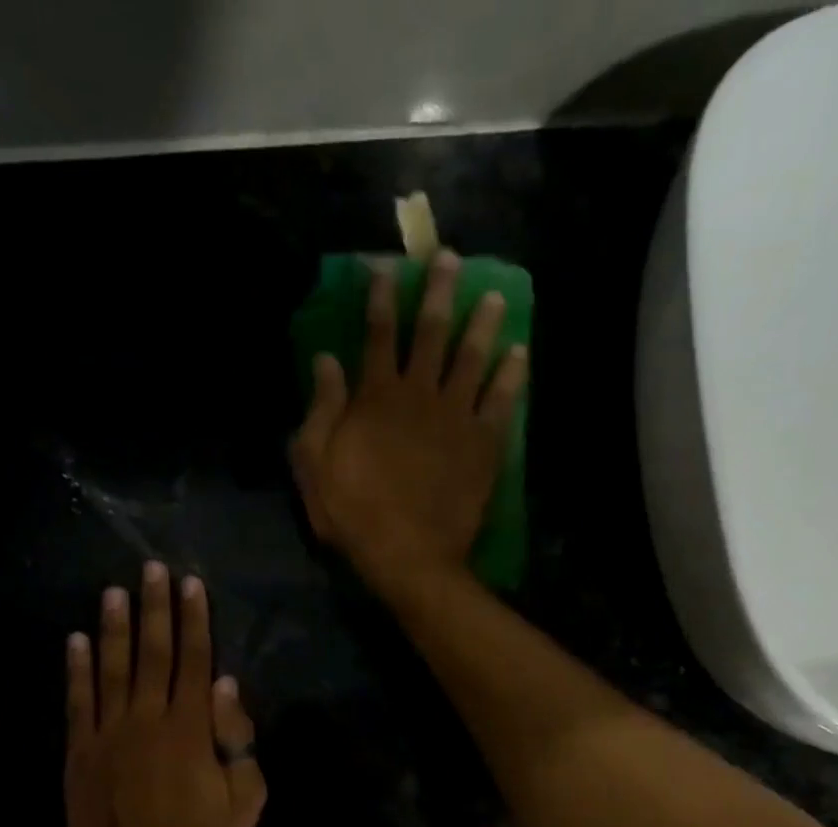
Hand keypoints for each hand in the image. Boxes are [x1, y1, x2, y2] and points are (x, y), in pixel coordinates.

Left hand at [64, 562, 266, 826]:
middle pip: (152, 653)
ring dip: (112, 628)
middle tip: (151, 569)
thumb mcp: (245, 800)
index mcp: (191, 729)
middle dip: (154, 609)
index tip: (191, 584)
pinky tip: (74, 641)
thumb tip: (226, 687)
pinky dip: (76, 671)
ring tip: (112, 591)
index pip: (195, 661)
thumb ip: (237, 740)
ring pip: (111, 669)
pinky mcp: (79, 755)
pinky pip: (77, 703)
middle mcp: (147, 720)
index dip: (195, 620)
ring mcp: (108, 735)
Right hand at [290, 248, 528, 594]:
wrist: (408, 555)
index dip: (381, 299)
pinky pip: (502, 400)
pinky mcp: (484, 444)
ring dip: (483, 324)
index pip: (378, 335)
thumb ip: (321, 410)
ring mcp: (457, 417)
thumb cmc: (354, 514)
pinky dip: (513, 375)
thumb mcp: (316, 465)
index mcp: (376, 397)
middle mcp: (420, 394)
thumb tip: (326, 359)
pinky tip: (521, 353)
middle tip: (452, 260)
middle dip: (440, 292)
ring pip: (472, 358)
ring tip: (495, 297)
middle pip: (431, 333)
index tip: (386, 269)